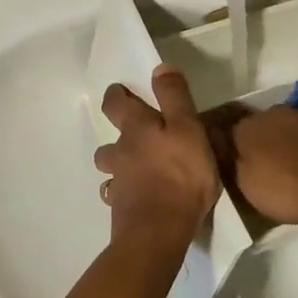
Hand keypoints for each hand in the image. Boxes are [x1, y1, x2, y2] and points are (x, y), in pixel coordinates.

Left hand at [94, 65, 219, 246]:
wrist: (159, 230)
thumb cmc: (181, 175)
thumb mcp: (188, 128)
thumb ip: (174, 97)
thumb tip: (159, 67)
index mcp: (137, 129)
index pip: (116, 104)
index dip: (116, 95)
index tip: (120, 91)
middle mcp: (121, 152)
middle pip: (109, 139)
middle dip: (117, 133)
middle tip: (134, 133)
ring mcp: (118, 182)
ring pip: (110, 167)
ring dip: (118, 165)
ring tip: (136, 169)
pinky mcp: (120, 209)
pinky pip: (117, 195)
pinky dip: (123, 193)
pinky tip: (136, 197)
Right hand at [227, 106, 297, 231]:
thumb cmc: (289, 191)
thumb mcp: (246, 186)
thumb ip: (230, 161)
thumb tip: (222, 145)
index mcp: (248, 128)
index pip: (231, 131)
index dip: (233, 148)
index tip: (238, 165)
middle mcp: (273, 112)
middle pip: (260, 125)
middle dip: (261, 141)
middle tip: (267, 166)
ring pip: (287, 123)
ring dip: (286, 138)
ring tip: (294, 164)